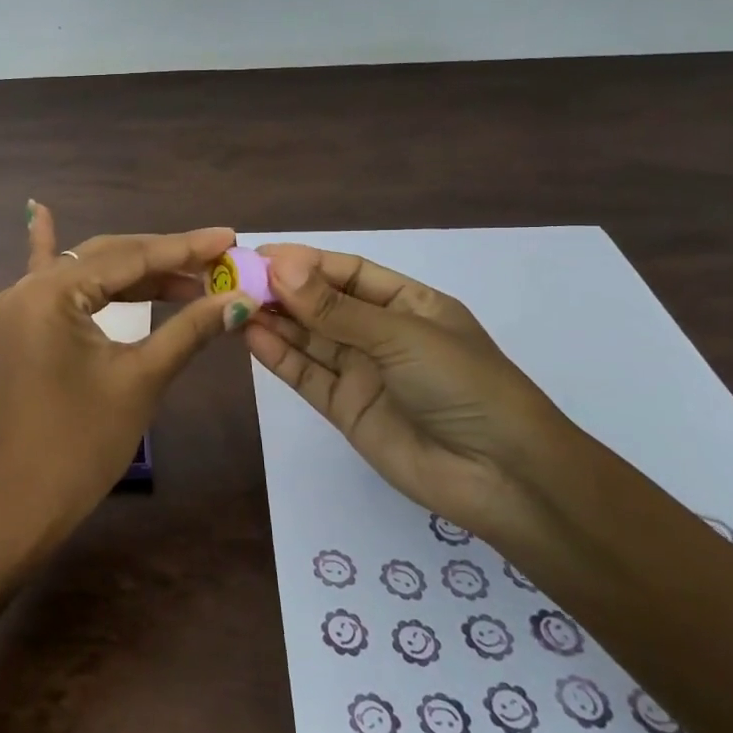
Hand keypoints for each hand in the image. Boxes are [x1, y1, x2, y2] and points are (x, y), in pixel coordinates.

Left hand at [0, 203, 256, 556]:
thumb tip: (239, 300)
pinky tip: (42, 212)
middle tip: (217, 262)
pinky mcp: (20, 330)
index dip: (184, 249)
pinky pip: (44, 284)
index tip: (229, 238)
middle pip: (106, 258)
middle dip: (162, 259)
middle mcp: (27, 288)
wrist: (17, 507)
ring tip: (187, 276)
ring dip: (132, 272)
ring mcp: (18, 308)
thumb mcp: (140, 381)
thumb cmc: (80, 446)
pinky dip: (50, 249)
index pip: (129, 258)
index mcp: (51, 293)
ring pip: (85, 274)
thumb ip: (188, 330)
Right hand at [243, 243, 582, 535]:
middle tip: (233, 278)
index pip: (348, 273)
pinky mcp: (346, 409)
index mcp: (409, 304)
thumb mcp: (400, 336)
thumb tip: (279, 267)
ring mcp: (363, 373)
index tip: (258, 255)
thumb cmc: (463, 385)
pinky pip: (307, 375)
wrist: (501, 477)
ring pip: (309, 339)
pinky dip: (279, 356)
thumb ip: (335, 308)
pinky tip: (250, 336)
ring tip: (232, 304)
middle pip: (323, 304)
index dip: (304, 262)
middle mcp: (382, 334)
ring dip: (274, 321)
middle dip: (282, 291)